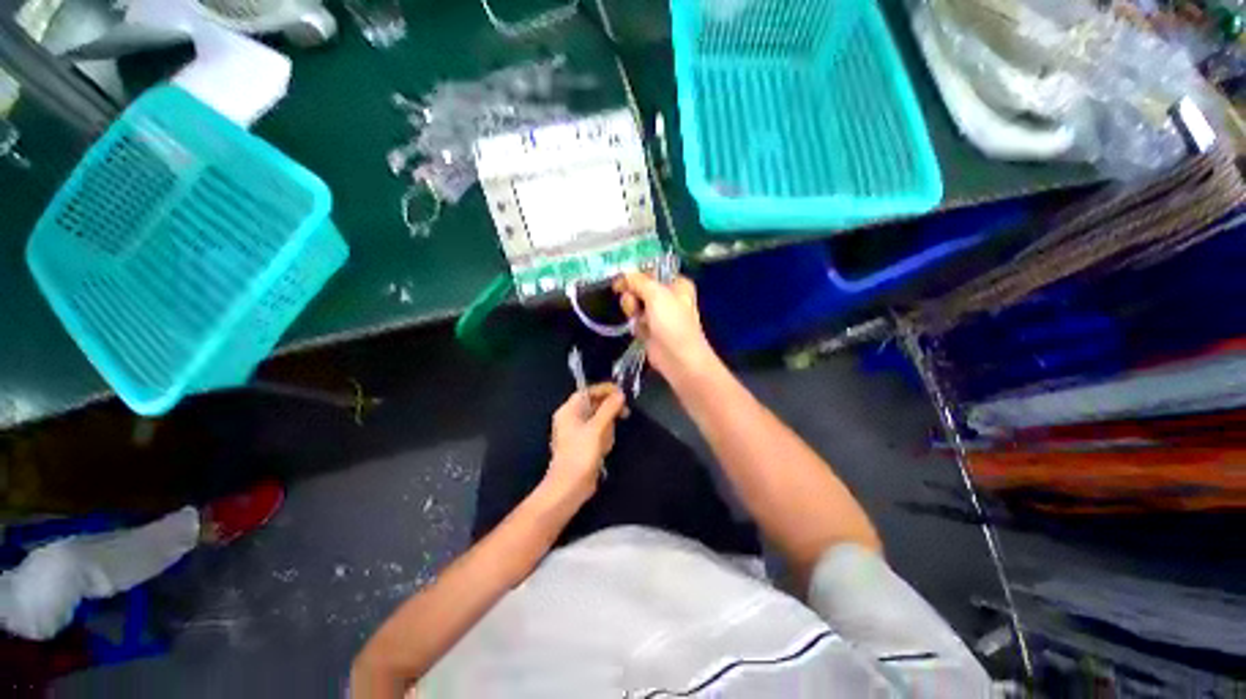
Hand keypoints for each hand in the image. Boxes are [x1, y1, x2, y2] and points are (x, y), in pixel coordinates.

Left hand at [546, 383, 627, 504]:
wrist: (570, 486)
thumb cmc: (580, 454)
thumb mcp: (597, 428)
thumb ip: (609, 409)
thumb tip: (620, 394)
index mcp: (568, 410)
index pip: (588, 391)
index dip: (604, 389)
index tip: (621, 392)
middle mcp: (571, 418)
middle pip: (594, 404)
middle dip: (609, 410)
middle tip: (624, 413)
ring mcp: (577, 432)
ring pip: (599, 419)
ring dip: (607, 427)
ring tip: (606, 440)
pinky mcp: (584, 444)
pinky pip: (598, 433)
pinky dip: (604, 437)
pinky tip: (604, 449)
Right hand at [613, 272, 716, 380]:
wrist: (678, 357)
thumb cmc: (672, 322)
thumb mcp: (656, 294)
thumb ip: (638, 281)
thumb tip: (623, 274)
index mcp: (676, 284)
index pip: (651, 272)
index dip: (636, 275)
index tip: (622, 280)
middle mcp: (668, 297)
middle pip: (639, 288)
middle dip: (632, 295)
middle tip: (634, 303)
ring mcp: (658, 314)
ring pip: (635, 304)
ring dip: (633, 310)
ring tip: (639, 319)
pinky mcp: (650, 329)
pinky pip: (635, 320)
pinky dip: (635, 324)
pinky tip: (641, 331)